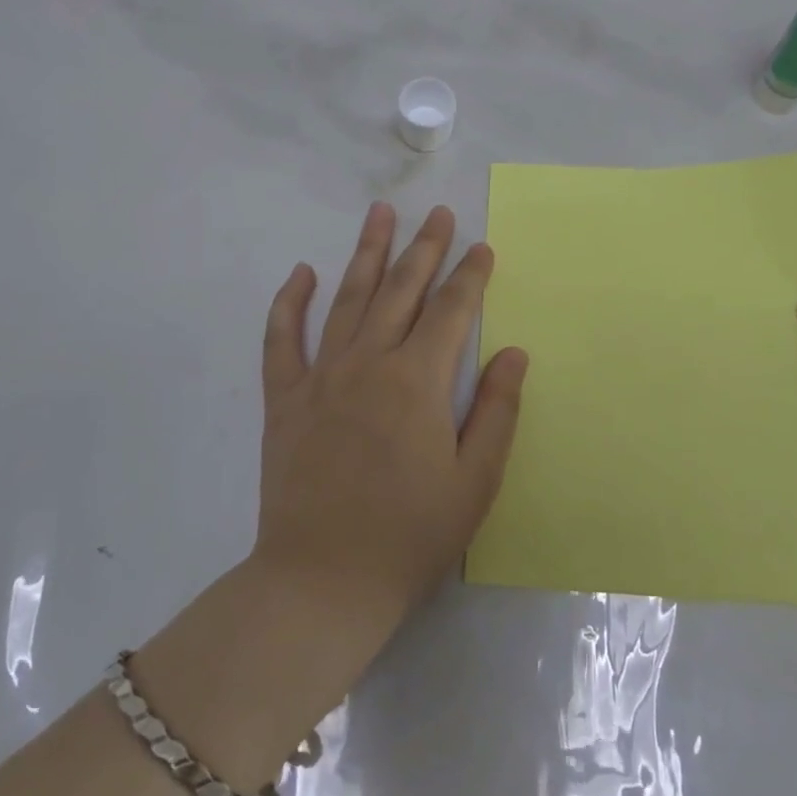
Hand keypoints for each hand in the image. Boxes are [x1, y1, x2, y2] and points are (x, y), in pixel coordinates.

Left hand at [254, 201, 530, 631]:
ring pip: (347, 299)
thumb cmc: (410, 536)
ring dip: (366, 253)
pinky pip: (283, 339)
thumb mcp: (475, 481)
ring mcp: (321, 377)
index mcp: (418, 381)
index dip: (470, 275)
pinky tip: (301, 273)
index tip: (482, 247)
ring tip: (379, 214)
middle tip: (438, 213)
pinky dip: (290, 303)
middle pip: (401, 290)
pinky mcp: (285, 399)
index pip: (451, 311)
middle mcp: (369, 363)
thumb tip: (514, 353)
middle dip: (424, 248)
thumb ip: (497, 411)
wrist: (323, 582)